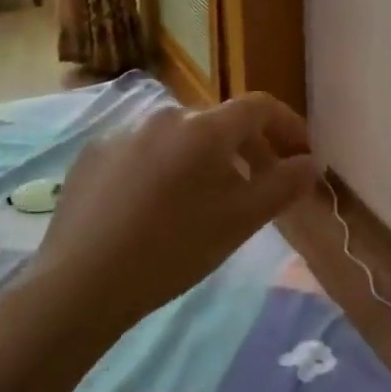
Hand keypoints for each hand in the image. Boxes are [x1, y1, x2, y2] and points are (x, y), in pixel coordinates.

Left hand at [39, 95, 318, 331]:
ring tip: (208, 199)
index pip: (259, 107)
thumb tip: (311, 162)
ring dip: (206, 159)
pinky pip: (145, 150)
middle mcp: (164, 115)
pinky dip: (166, 167)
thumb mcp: (240, 221)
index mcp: (204, 127)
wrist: (80, 283)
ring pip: (181, 137)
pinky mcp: (93, 154)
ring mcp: (124, 132)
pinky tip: (157, 206)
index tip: (302, 154)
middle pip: (220, 123)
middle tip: (261, 185)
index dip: (288, 125)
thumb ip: (284, 185)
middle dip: (250, 148)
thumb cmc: (173, 249)